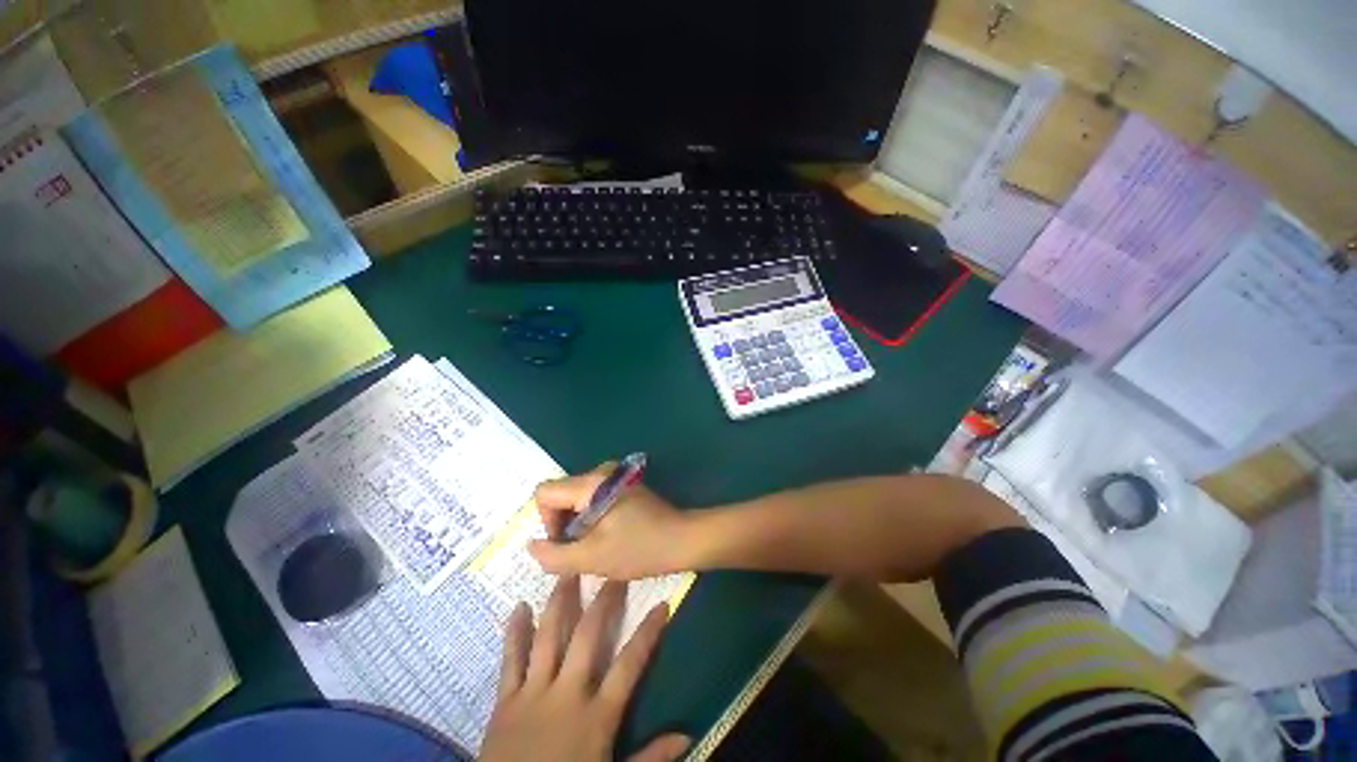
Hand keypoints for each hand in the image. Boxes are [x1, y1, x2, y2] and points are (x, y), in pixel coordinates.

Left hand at [479, 577, 690, 761]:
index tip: (662, 604)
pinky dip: (515, 632)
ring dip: (559, 602)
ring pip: (548, 637)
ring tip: (568, 572)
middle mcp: (566, 694)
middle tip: (612, 571)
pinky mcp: (505, 701)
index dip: (647, 632)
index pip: (629, 664)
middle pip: (587, 636)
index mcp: (596, 715)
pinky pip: (510, 660)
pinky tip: (518, 607)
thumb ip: (650, 756)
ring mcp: (533, 693)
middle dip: (603, 601)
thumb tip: (688, 734)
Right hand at [529, 464, 691, 579]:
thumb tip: (532, 545)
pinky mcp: (623, 486)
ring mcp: (614, 477)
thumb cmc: (639, 548)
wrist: (682, 539)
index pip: (545, 492)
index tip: (566, 543)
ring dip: (578, 525)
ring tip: (596, 546)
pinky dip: (592, 519)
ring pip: (577, 499)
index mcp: (591, 483)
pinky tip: (608, 536)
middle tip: (581, 550)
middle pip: (561, 495)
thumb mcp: (592, 558)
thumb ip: (554, 555)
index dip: (546, 521)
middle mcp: (601, 472)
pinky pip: (593, 499)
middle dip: (563, 525)